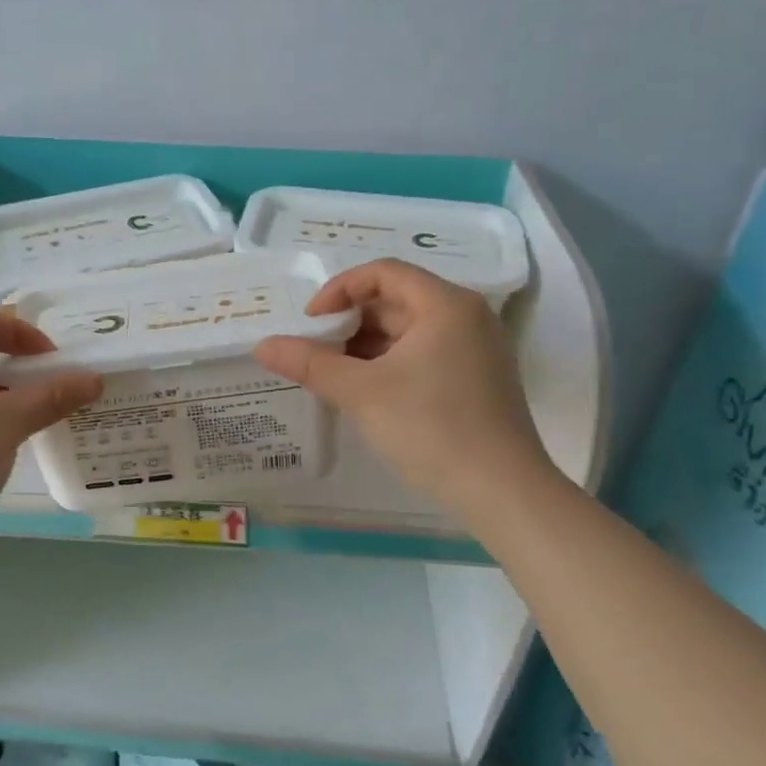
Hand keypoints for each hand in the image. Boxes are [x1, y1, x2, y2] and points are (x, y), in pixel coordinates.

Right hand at [254, 260, 551, 519]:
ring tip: (332, 375)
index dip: (339, 289)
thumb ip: (310, 364)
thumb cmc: (432, 430)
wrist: (502, 493)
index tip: (310, 322)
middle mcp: (467, 317)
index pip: (383, 272)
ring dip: (366, 346)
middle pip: (396, 300)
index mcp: (446, 305)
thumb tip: (263, 345)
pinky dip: (389, 365)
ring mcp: (476, 349)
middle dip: (350, 322)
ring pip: (408, 331)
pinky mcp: (476, 380)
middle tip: (315, 351)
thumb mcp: (362, 393)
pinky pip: (423, 355)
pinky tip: (365, 393)